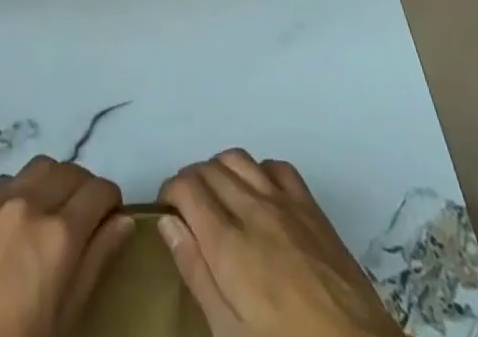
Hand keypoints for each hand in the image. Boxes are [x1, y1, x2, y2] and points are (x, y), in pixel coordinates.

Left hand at [0, 155, 133, 336]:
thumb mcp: (68, 314)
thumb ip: (97, 260)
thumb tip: (123, 220)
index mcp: (60, 233)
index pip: (100, 190)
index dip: (110, 201)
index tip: (109, 216)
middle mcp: (31, 203)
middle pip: (71, 171)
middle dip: (83, 189)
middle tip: (81, 217)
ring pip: (39, 166)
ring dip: (51, 182)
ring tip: (48, 212)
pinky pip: (4, 181)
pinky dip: (18, 191)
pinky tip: (13, 221)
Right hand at [157, 151, 401, 336]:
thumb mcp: (229, 333)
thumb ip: (196, 273)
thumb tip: (168, 223)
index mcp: (228, 242)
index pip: (186, 187)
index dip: (169, 193)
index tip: (166, 212)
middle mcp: (253, 208)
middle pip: (209, 169)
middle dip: (190, 181)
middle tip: (187, 210)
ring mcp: (285, 202)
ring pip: (238, 158)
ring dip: (220, 170)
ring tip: (218, 198)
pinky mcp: (311, 207)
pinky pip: (276, 166)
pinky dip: (258, 171)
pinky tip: (258, 195)